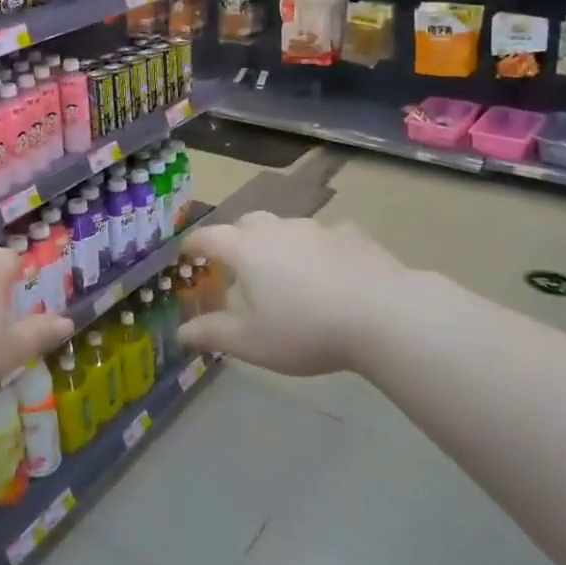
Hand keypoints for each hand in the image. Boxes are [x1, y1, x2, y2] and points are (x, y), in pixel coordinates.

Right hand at [178, 212, 415, 375]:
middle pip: (247, 222)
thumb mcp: (252, 342)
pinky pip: (326, 236)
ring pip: (287, 227)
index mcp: (246, 250)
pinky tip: (330, 269)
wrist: (384, 314)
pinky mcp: (352, 235)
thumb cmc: (306, 329)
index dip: (194, 244)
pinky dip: (318, 249)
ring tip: (284, 269)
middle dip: (235, 237)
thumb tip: (181, 333)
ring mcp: (317, 228)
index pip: (208, 237)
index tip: (186, 252)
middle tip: (235, 261)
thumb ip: (213, 334)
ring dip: (278, 242)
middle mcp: (277, 229)